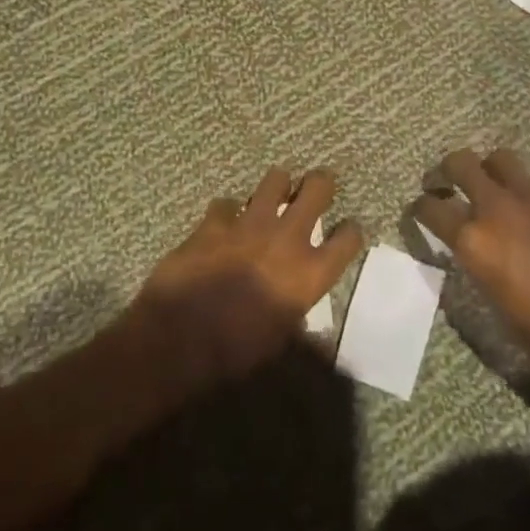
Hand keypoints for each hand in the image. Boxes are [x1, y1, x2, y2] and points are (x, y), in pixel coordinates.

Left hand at [132, 167, 362, 391]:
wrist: (180, 338)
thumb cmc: (236, 351)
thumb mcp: (279, 341)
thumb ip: (296, 317)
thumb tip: (303, 320)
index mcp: (309, 273)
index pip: (348, 239)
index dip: (349, 232)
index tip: (345, 232)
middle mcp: (286, 238)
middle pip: (318, 188)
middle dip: (320, 183)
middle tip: (315, 188)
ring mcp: (249, 223)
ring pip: (275, 179)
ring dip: (276, 186)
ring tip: (272, 197)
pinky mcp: (214, 221)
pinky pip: (226, 203)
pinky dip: (227, 212)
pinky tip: (223, 223)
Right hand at [414, 148, 529, 392]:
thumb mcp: (505, 315)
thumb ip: (483, 274)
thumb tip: (478, 259)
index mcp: (475, 241)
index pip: (430, 209)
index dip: (420, 208)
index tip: (420, 211)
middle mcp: (497, 207)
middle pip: (459, 163)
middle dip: (447, 170)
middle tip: (448, 182)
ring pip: (500, 157)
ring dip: (493, 169)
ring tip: (497, 185)